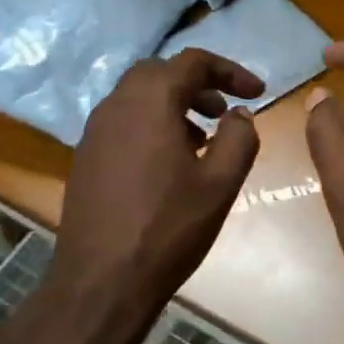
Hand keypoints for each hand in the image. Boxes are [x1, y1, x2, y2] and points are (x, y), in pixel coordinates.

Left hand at [42, 50, 262, 343]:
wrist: (101, 281)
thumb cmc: (168, 228)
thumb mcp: (221, 183)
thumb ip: (239, 138)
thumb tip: (240, 114)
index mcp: (150, 102)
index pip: (193, 62)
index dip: (230, 71)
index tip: (258, 92)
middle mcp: (116, 105)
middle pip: (160, 72)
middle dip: (198, 83)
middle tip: (225, 111)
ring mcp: (94, 131)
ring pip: (138, 97)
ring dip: (173, 104)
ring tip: (202, 138)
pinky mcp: (85, 157)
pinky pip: (123, 122)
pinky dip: (151, 124)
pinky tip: (169, 163)